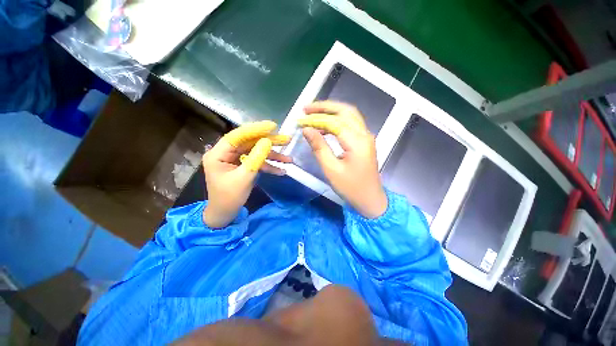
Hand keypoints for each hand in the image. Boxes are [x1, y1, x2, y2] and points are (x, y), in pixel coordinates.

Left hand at [202, 121, 291, 227]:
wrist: (225, 214)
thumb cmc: (229, 198)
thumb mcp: (244, 178)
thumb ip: (256, 158)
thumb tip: (268, 141)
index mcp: (218, 153)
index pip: (238, 136)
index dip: (255, 130)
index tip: (273, 126)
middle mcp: (226, 153)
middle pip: (250, 142)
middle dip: (269, 142)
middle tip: (286, 139)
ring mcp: (235, 159)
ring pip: (256, 152)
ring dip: (272, 156)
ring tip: (289, 159)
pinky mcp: (243, 166)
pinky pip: (257, 162)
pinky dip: (269, 166)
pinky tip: (281, 171)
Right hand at [298, 101, 387, 218]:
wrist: (370, 200)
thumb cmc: (351, 188)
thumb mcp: (331, 169)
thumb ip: (319, 147)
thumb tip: (307, 130)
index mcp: (357, 141)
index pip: (334, 122)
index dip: (315, 119)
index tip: (300, 120)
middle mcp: (364, 134)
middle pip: (345, 111)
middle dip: (325, 107)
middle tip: (306, 108)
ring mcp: (366, 137)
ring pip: (349, 115)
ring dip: (331, 112)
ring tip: (313, 114)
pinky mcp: (364, 142)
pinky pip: (350, 124)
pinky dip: (337, 121)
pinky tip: (324, 127)